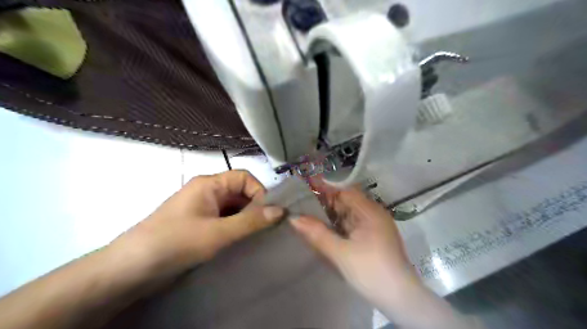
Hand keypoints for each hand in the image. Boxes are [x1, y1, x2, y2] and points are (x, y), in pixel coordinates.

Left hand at [110, 170, 284, 278]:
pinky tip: (240, 241)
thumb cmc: (176, 242)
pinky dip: (235, 227)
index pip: (244, 177)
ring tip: (254, 236)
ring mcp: (201, 207)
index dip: (259, 192)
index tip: (268, 214)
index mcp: (209, 184)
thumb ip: (251, 221)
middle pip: (239, 192)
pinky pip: (224, 219)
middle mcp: (206, 191)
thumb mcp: (218, 233)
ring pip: (232, 206)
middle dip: (254, 207)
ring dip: (245, 219)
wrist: (131, 269)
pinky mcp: (198, 223)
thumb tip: (281, 210)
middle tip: (264, 228)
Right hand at [289, 180, 421, 310]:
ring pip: (348, 214)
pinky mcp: (373, 237)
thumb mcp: (340, 253)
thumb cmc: (370, 271)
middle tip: (302, 205)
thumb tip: (294, 218)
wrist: (400, 299)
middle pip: (346, 201)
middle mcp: (373, 214)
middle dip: (325, 203)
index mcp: (369, 211)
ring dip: (331, 215)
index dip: (325, 189)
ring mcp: (374, 226)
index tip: (306, 188)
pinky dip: (339, 226)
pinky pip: (352, 225)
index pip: (345, 191)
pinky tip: (326, 230)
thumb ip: (317, 234)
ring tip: (309, 216)